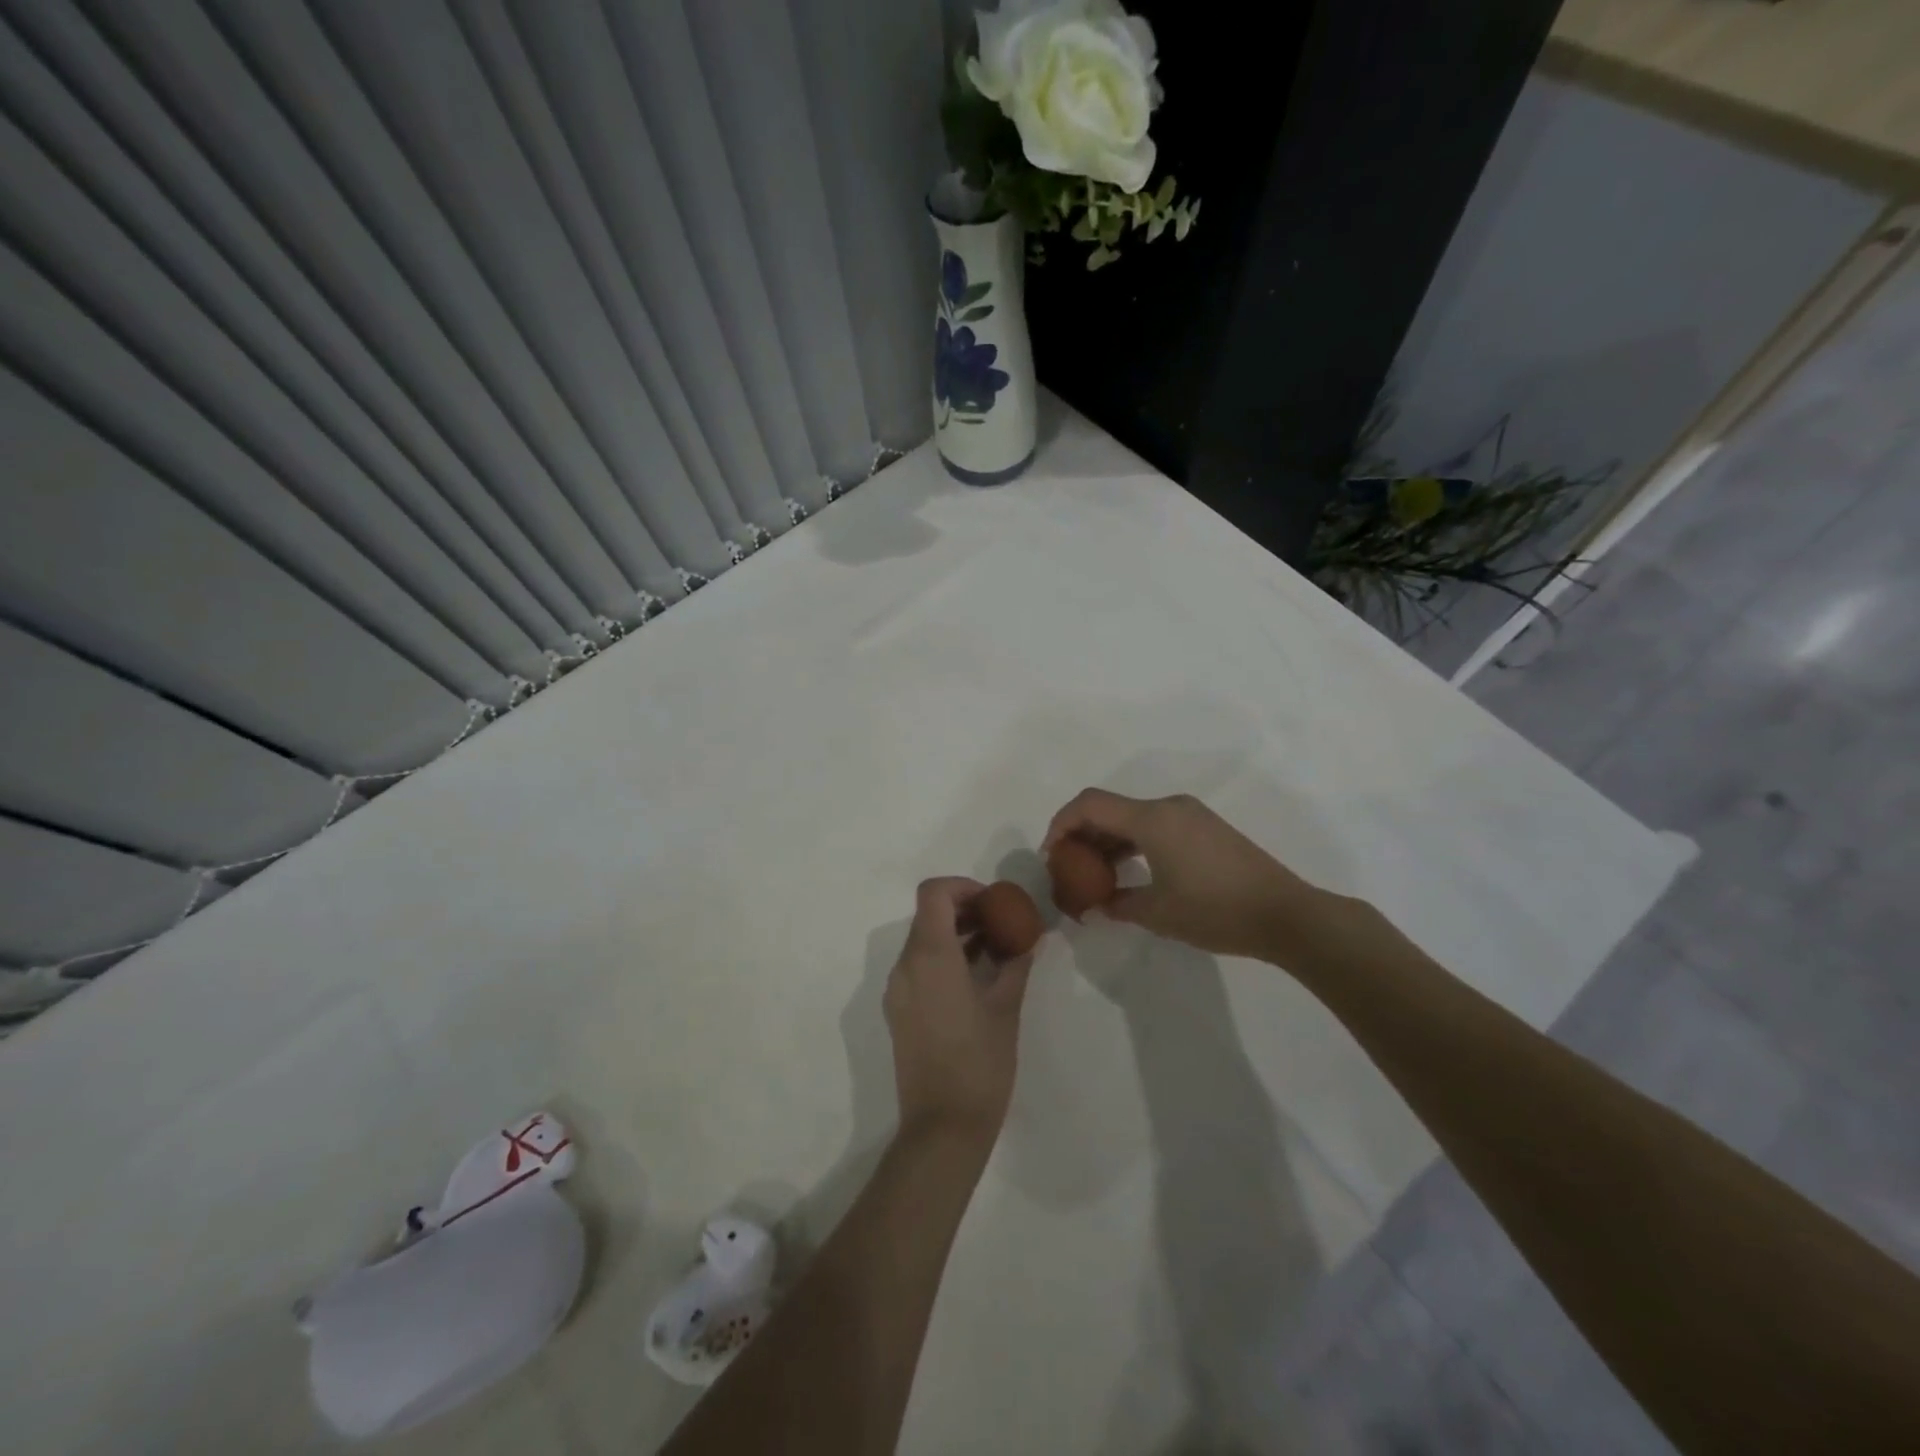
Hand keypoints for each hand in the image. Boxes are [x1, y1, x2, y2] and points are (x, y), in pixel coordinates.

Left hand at [883, 878, 1033, 1147]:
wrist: (942, 1127)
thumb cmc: (979, 1064)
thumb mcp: (1006, 1009)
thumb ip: (1015, 964)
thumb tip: (1029, 939)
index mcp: (929, 957)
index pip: (933, 893)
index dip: (963, 886)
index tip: (993, 901)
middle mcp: (905, 966)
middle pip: (928, 916)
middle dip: (964, 910)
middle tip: (1001, 922)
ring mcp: (897, 990)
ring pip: (922, 942)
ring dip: (955, 935)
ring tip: (995, 949)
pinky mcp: (898, 1011)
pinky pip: (918, 967)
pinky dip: (944, 959)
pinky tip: (976, 978)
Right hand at [1043, 789, 1329, 960]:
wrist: (1286, 915)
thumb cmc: (1216, 910)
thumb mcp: (1158, 913)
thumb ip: (1118, 904)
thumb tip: (1095, 906)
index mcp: (1152, 819)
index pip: (1089, 805)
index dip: (1061, 824)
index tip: (1051, 856)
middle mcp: (1168, 807)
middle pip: (1109, 808)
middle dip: (1082, 835)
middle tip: (1068, 869)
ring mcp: (1190, 815)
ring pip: (1132, 817)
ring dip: (1108, 841)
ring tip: (1095, 876)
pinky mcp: (1205, 828)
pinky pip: (1154, 826)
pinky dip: (1133, 843)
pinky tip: (1130, 872)